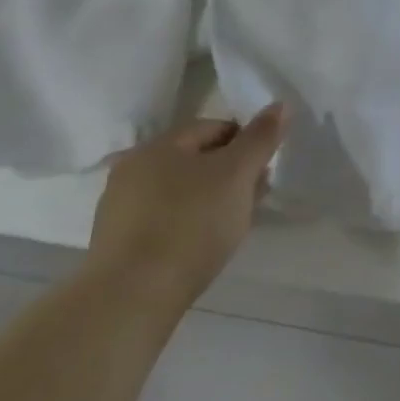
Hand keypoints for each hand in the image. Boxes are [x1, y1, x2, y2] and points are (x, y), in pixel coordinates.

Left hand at [87, 105, 286, 311]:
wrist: (132, 296)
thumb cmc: (191, 223)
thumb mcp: (238, 173)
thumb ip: (261, 137)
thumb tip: (280, 105)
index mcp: (159, 145)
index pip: (215, 127)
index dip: (248, 142)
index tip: (265, 169)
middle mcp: (133, 168)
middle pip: (197, 158)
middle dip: (232, 171)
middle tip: (255, 195)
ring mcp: (121, 207)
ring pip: (183, 189)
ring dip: (213, 197)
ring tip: (234, 222)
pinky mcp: (119, 241)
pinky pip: (167, 217)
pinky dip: (190, 221)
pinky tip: (204, 242)